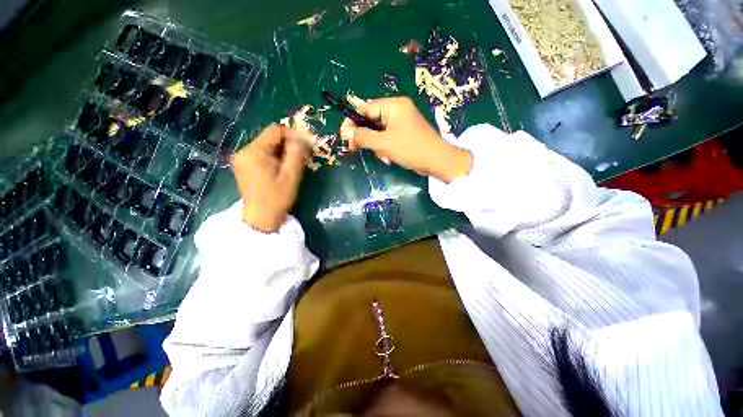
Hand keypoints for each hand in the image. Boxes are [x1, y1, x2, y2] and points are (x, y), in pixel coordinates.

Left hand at [232, 125, 308, 232]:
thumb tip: (301, 136)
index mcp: (254, 152)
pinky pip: (261, 154)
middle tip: (301, 157)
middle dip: (287, 145)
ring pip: (267, 146)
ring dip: (282, 152)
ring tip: (292, 165)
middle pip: (270, 138)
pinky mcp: (244, 166)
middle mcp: (244, 151)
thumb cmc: (277, 197)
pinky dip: (274, 158)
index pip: (275, 131)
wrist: (261, 217)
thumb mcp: (291, 175)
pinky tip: (281, 169)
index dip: (292, 135)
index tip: (305, 146)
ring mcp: (242, 159)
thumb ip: (296, 153)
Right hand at [340, 96, 472, 182]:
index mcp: (393, 105)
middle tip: (354, 149)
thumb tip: (347, 132)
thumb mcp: (384, 143)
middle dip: (364, 136)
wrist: (437, 161)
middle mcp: (397, 109)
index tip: (345, 137)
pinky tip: (387, 156)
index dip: (353, 122)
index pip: (366, 109)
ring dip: (375, 144)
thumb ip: (363, 137)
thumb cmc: (410, 149)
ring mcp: (402, 121)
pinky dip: (384, 146)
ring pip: (379, 130)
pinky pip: (388, 136)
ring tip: (380, 155)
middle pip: (372, 119)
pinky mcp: (405, 132)